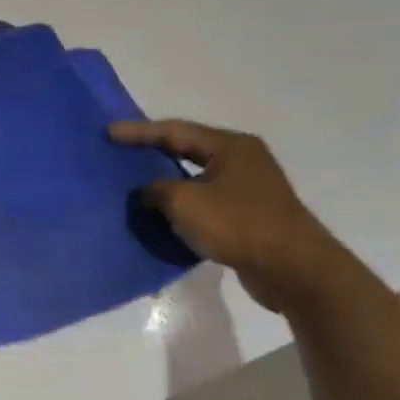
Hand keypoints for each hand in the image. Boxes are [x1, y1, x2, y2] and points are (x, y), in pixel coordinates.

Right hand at [110, 120, 347, 312]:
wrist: (291, 267)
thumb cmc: (237, 224)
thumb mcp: (184, 202)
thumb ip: (156, 190)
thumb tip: (147, 193)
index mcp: (230, 146)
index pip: (175, 131)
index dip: (138, 132)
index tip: (108, 133)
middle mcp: (241, 160)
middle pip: (187, 150)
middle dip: (153, 153)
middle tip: (120, 152)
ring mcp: (247, 189)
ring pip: (195, 179)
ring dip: (166, 183)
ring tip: (134, 186)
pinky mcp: (247, 216)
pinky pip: (204, 203)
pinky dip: (181, 207)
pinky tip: (160, 216)